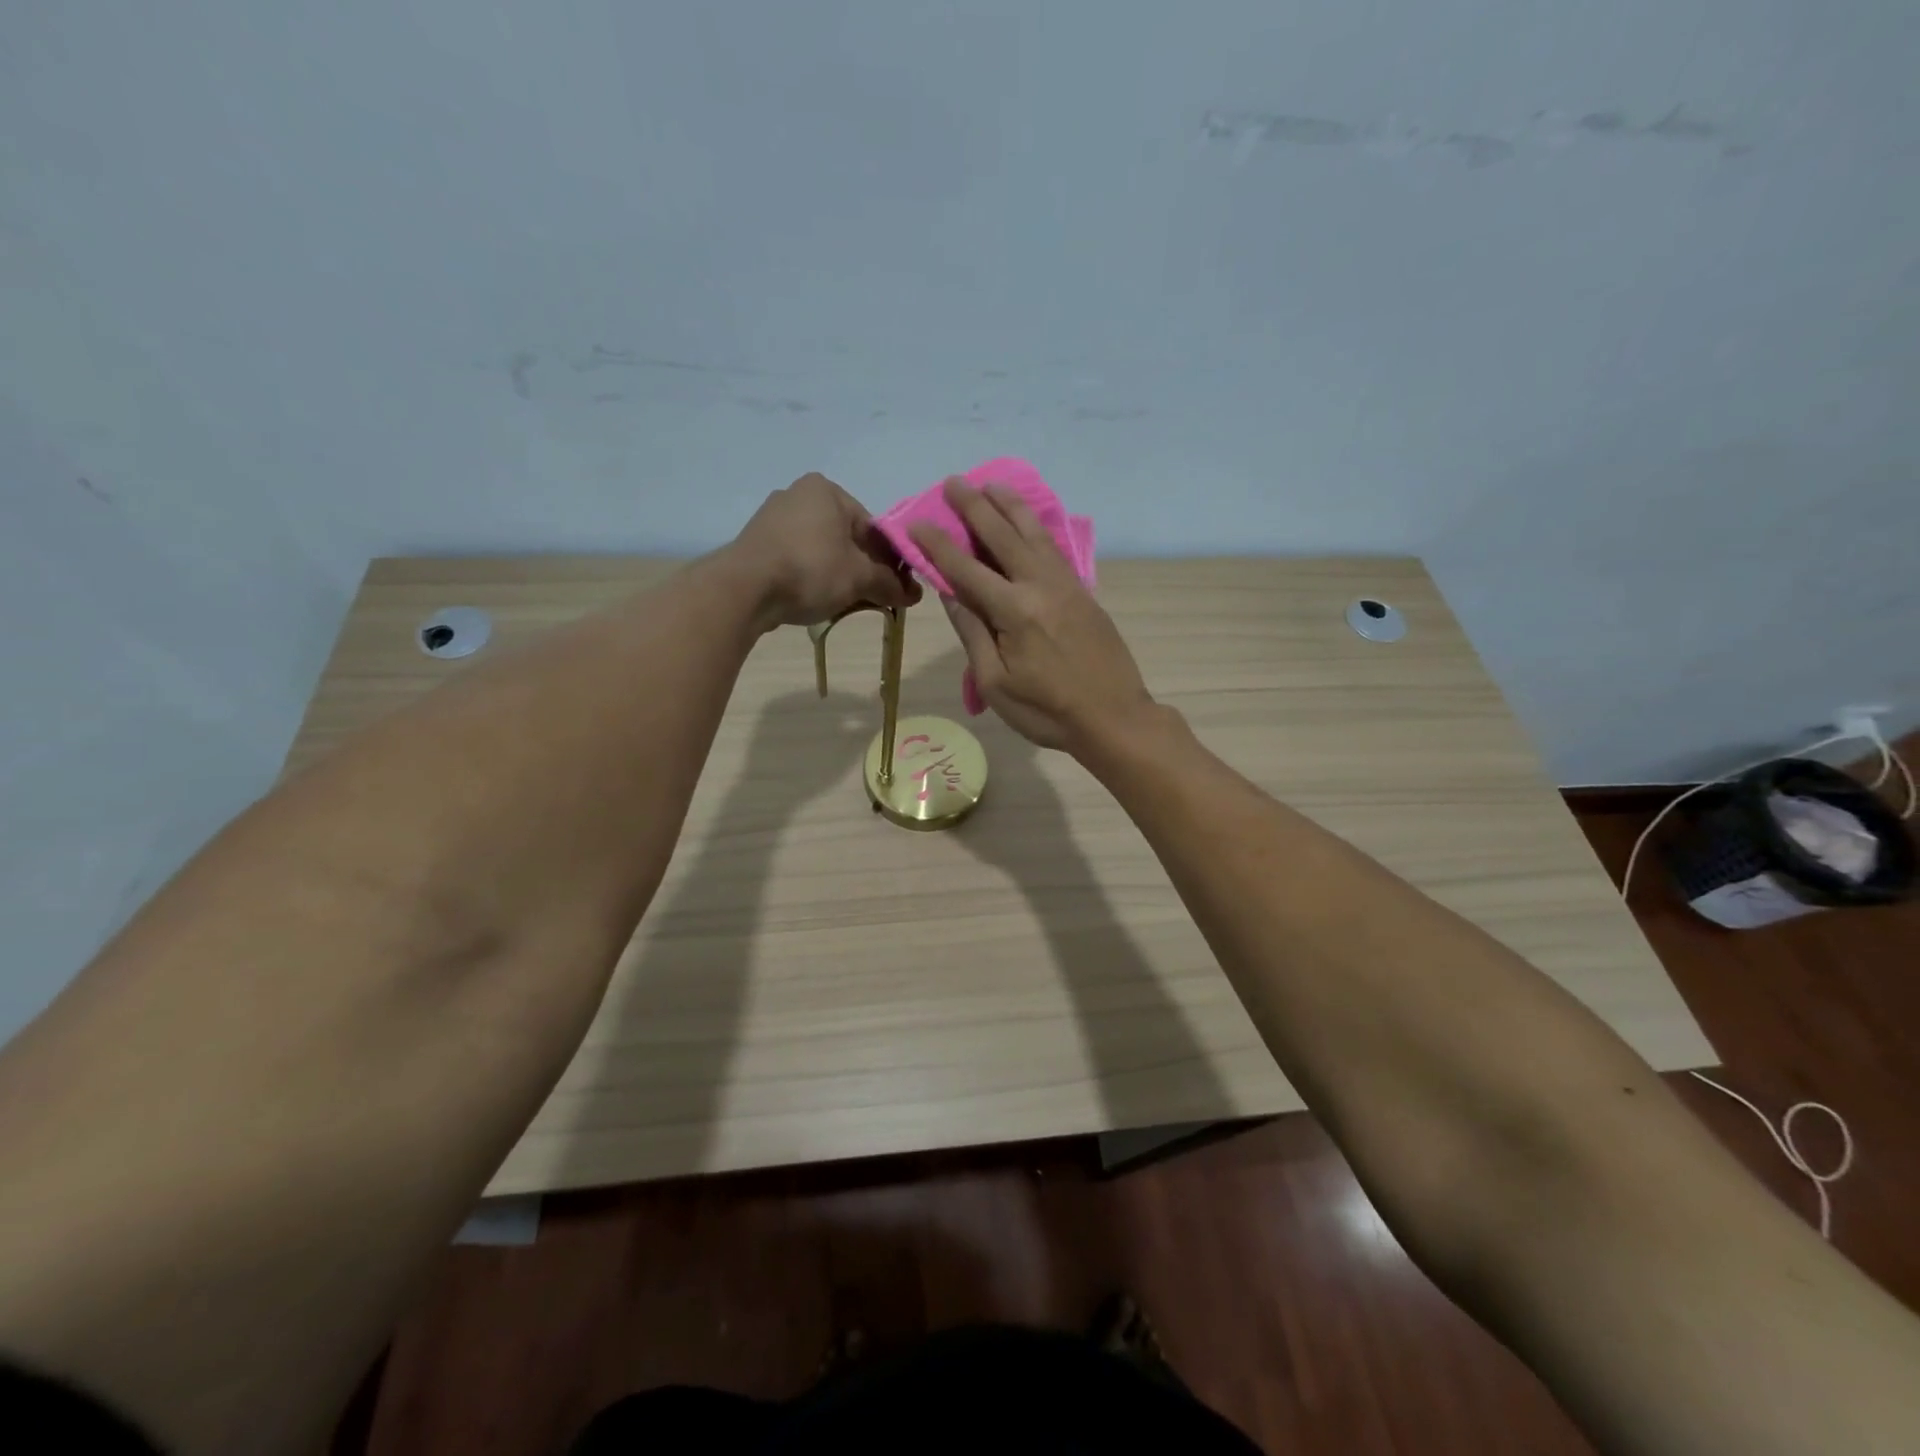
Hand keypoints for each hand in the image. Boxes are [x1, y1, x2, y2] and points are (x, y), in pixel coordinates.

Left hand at [731, 473, 919, 628]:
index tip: (898, 586)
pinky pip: (797, 558)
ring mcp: (772, 518)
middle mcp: (798, 494)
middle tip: (875, 597)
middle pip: (846, 537)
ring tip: (847, 602)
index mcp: (827, 490)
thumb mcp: (860, 578)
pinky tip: (816, 598)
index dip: (889, 559)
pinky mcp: (756, 543)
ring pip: (821, 549)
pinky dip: (811, 576)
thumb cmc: (810, 570)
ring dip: (838, 574)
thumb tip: (915, 595)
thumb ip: (890, 583)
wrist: (745, 589)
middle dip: (863, 567)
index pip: (872, 527)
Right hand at [909, 479, 1152, 754]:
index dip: (938, 545)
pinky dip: (1037, 527)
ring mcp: (1066, 586)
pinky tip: (1029, 520)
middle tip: (954, 482)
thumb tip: (951, 594)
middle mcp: (1040, 586)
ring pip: (1035, 534)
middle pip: (1003, 537)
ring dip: (1010, 507)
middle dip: (975, 507)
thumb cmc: (1047, 711)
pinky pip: (1054, 549)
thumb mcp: (996, 683)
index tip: (917, 522)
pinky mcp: (1083, 593)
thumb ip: (973, 634)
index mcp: (1014, 611)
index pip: (966, 569)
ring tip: (992, 484)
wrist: (1114, 718)